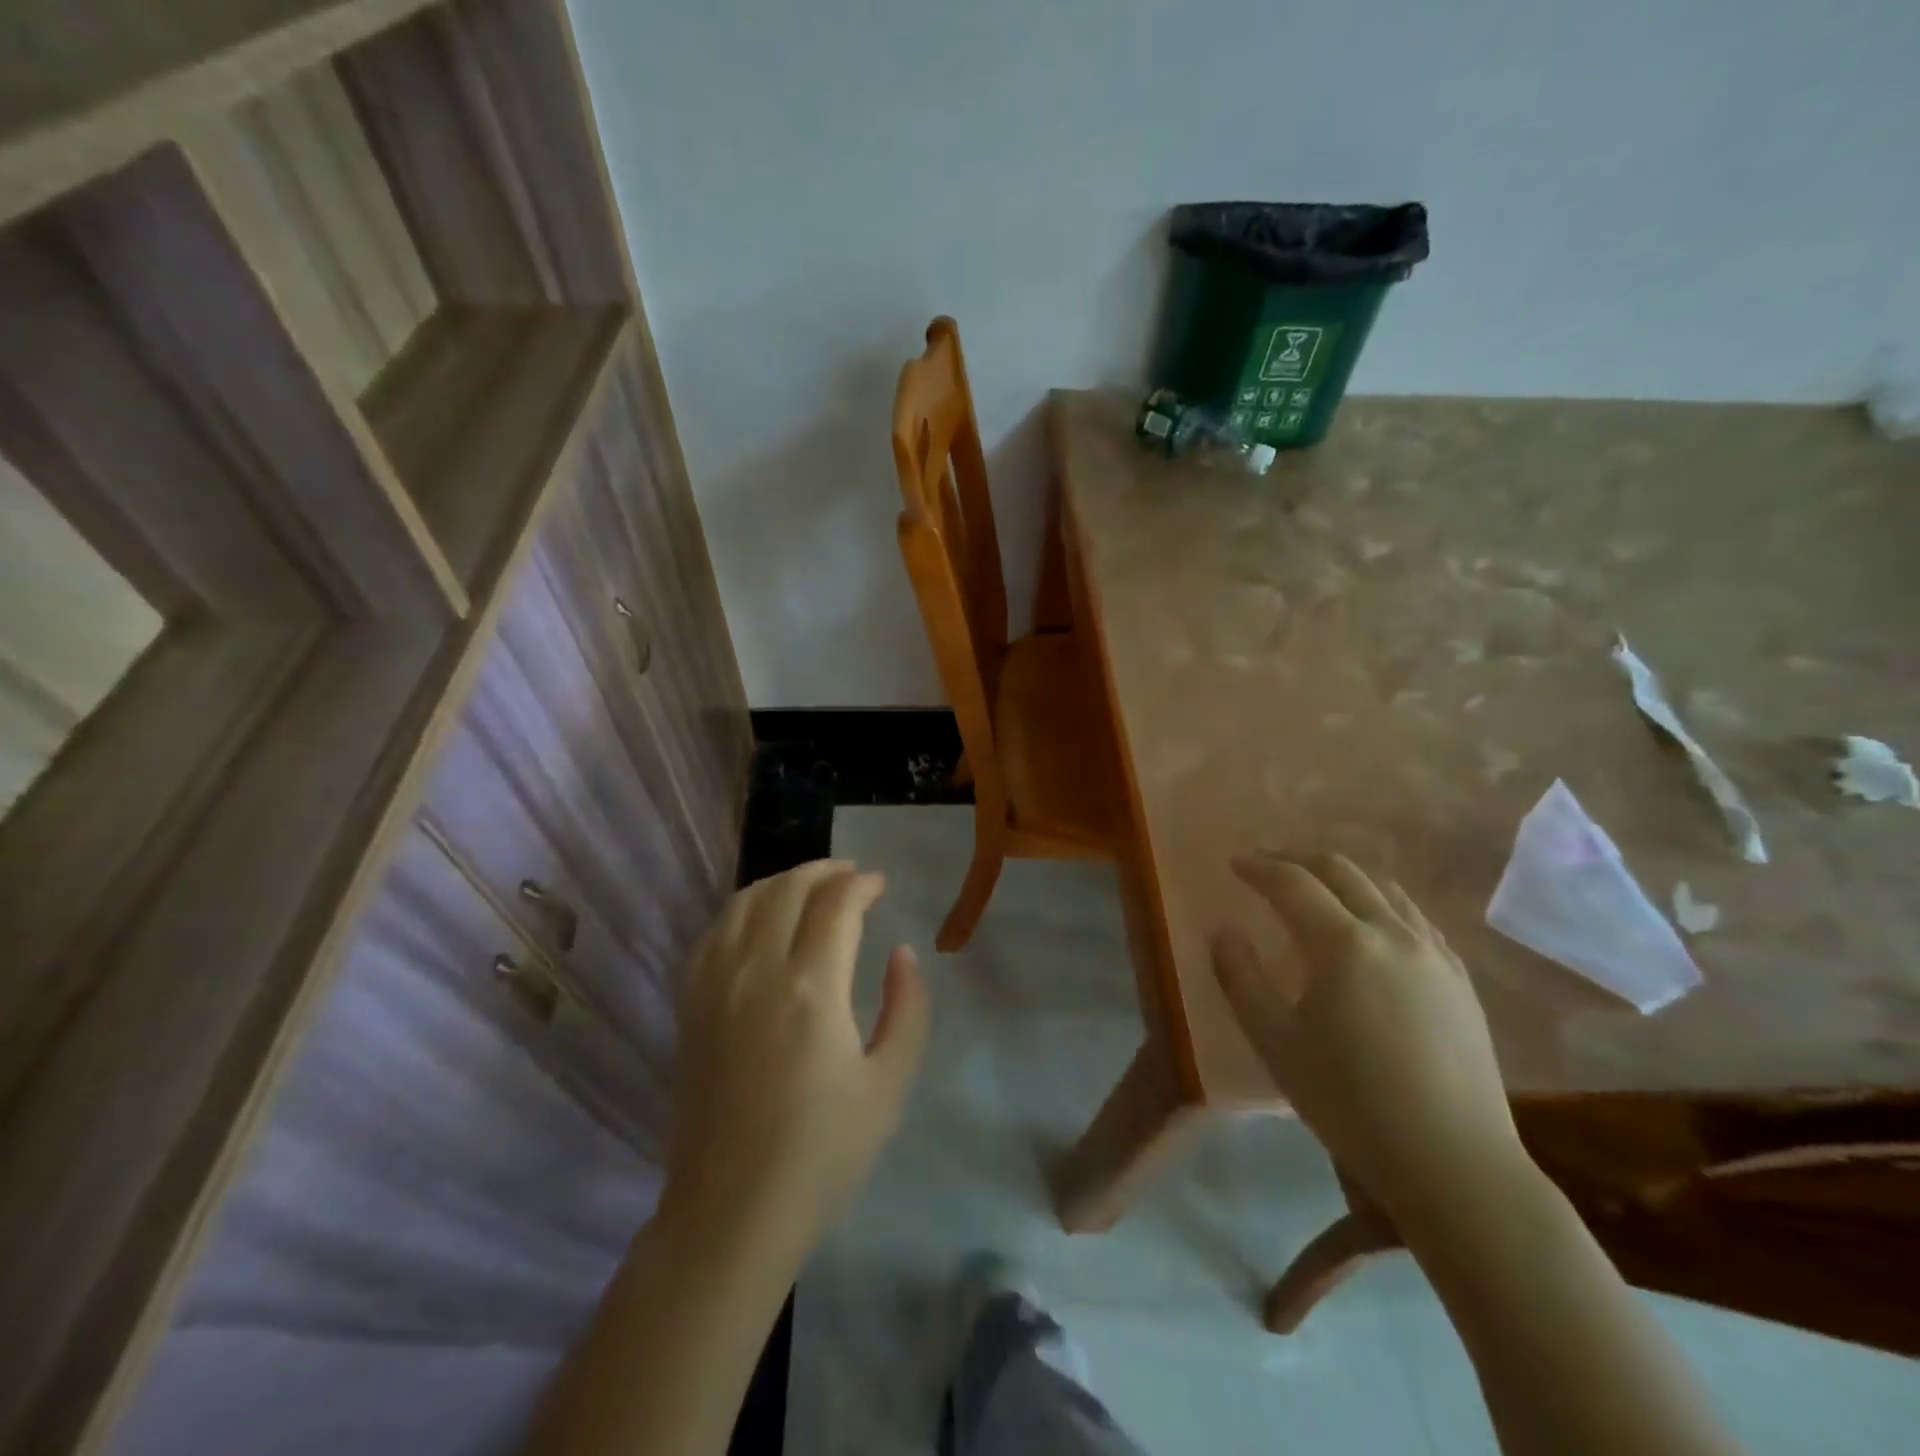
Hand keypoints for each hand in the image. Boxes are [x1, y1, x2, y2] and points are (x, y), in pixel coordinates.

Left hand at [663, 860, 929, 1253]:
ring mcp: (715, 985)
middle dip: (824, 871)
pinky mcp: (689, 1005)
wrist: (732, 1211)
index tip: (880, 885)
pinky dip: (741, 908)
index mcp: (812, 988)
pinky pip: (712, 932)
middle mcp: (757, 971)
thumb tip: (901, 953)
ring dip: (781, 882)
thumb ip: (907, 1008)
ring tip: (807, 887)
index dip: (862, 884)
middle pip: (788, 889)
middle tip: (850, 875)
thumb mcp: (890, 1084)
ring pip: (744, 901)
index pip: (837, 904)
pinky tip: (757, 919)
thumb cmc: (823, 1153)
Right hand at [1210, 852, 1523, 1218]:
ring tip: (1315, 888)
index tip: (1234, 863)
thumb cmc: (1351, 1103)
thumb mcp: (1275, 1043)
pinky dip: (1381, 903)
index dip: (1259, 867)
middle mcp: (1392, 933)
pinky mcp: (1460, 980)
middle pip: (1341, 871)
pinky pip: (1415, 919)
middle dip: (1298, 859)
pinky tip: (1372, 926)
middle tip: (1267, 864)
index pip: (1292, 883)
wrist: (1455, 1165)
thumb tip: (1223, 930)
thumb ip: (1240, 978)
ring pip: (1384, 889)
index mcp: (1343, 944)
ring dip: (1342, 876)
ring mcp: (1434, 954)